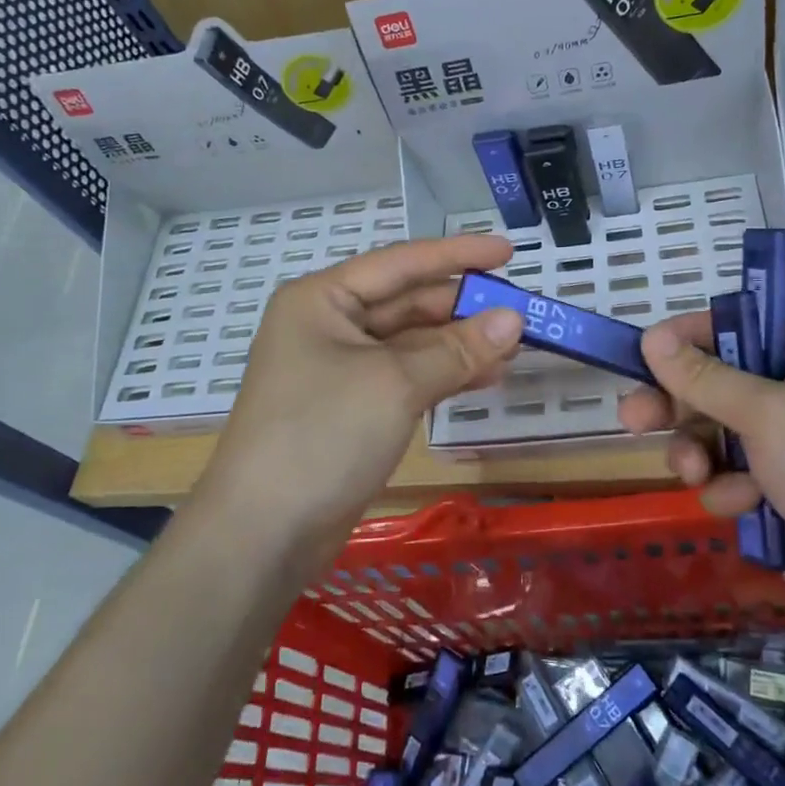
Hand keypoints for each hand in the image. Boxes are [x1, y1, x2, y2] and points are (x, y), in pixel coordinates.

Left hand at [202, 236, 522, 552]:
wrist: (262, 534)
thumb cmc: (322, 435)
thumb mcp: (395, 384)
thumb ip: (458, 349)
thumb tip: (515, 319)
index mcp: (323, 299)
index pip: (402, 264)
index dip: (458, 255)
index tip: (509, 251)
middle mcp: (330, 326)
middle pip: (408, 303)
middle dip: (464, 309)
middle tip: (521, 313)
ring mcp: (341, 370)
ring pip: (412, 343)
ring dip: (461, 345)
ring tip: (515, 349)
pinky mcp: (354, 408)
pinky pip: (408, 377)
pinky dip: (445, 376)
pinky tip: (486, 378)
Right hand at [617, 314, 784, 642]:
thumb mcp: (768, 414)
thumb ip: (705, 378)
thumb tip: (651, 337)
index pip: (734, 330)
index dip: (687, 339)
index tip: (644, 353)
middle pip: (713, 385)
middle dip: (675, 405)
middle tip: (632, 418)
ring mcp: (784, 448)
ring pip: (711, 435)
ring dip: (697, 454)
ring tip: (693, 475)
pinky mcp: (773, 493)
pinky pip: (726, 477)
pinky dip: (726, 490)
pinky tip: (743, 507)